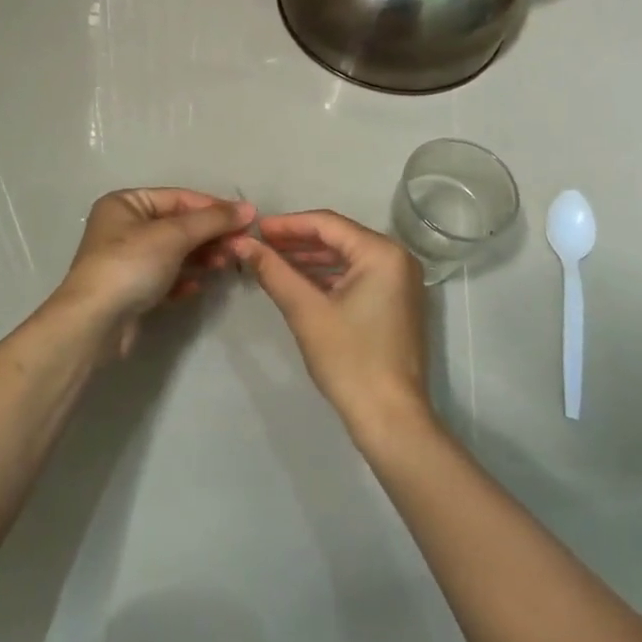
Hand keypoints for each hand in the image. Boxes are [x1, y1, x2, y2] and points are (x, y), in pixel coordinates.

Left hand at [51, 188, 251, 358]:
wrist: (95, 323)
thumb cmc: (131, 265)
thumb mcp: (174, 235)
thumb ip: (213, 220)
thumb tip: (249, 208)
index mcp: (126, 203)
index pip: (179, 197)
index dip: (214, 207)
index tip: (247, 220)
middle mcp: (124, 227)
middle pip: (178, 225)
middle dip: (209, 235)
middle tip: (239, 247)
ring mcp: (127, 260)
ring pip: (175, 252)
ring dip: (201, 256)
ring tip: (223, 265)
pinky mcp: (132, 289)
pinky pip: (166, 277)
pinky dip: (184, 279)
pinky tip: (197, 286)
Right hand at [232, 210, 432, 439]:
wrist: (389, 417)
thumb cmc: (349, 359)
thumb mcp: (305, 311)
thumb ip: (273, 271)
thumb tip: (242, 244)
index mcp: (382, 253)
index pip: (328, 224)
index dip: (288, 224)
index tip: (255, 229)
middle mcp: (397, 258)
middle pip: (338, 238)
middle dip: (297, 241)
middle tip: (259, 245)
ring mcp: (399, 281)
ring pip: (346, 258)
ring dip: (310, 259)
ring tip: (271, 261)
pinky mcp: (395, 302)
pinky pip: (356, 276)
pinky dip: (327, 277)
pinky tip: (298, 281)